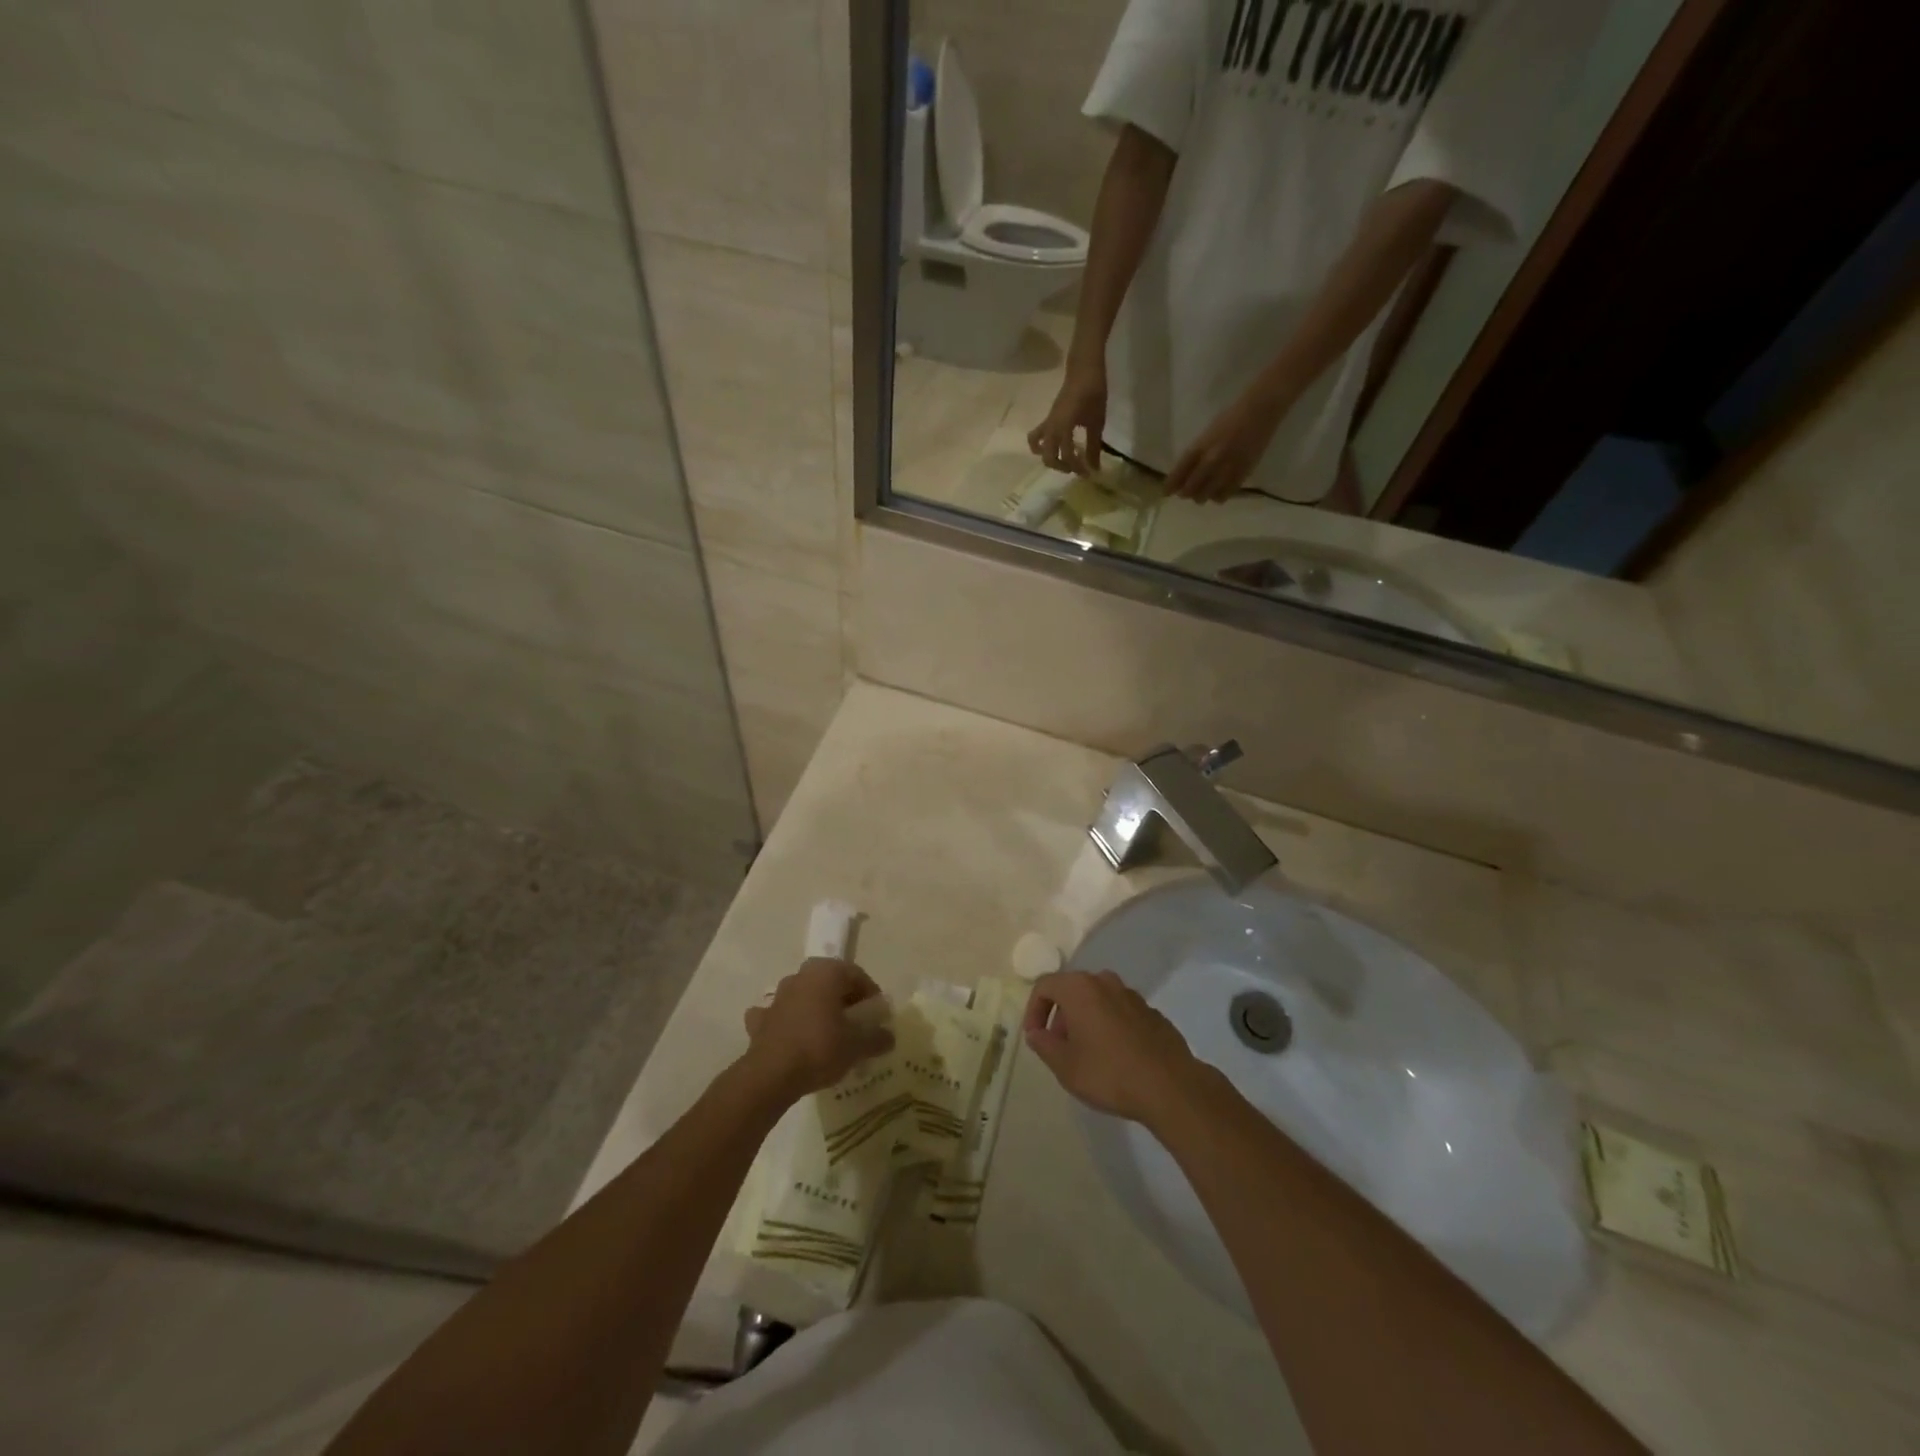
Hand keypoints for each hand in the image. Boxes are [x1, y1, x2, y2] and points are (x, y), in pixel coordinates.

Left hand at [741, 959, 893, 1101]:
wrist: (771, 1075)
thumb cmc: (820, 1048)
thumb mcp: (858, 1045)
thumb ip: (877, 1038)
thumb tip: (889, 1037)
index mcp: (826, 972)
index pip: (857, 975)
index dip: (871, 996)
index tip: (877, 1017)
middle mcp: (801, 976)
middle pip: (830, 983)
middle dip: (844, 1000)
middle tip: (855, 1024)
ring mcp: (778, 996)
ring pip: (805, 996)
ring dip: (816, 1009)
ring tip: (828, 1034)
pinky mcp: (761, 1019)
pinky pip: (781, 1015)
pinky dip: (788, 1022)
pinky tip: (794, 1038)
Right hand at [1023, 970, 1208, 1124]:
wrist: (1170, 1086)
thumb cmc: (1109, 1073)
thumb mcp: (1065, 1066)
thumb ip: (1043, 1045)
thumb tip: (1037, 1033)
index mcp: (1080, 988)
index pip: (1045, 986)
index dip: (1034, 1010)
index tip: (1036, 1038)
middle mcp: (1106, 982)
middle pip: (1072, 990)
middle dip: (1060, 1016)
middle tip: (1059, 1047)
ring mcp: (1132, 996)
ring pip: (1098, 1000)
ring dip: (1085, 1020)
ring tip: (1087, 1054)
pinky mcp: (1152, 1013)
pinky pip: (1120, 1012)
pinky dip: (1110, 1026)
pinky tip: (1116, 1057)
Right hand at [1028, 361, 1107, 475]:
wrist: (1084, 369)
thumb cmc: (1093, 392)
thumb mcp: (1097, 422)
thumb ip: (1094, 446)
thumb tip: (1094, 467)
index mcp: (1064, 428)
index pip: (1067, 456)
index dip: (1078, 468)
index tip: (1090, 474)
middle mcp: (1051, 428)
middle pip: (1048, 456)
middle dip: (1061, 466)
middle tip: (1076, 468)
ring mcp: (1048, 422)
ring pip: (1037, 445)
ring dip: (1047, 456)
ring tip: (1061, 459)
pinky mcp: (1049, 418)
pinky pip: (1039, 435)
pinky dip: (1045, 445)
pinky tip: (1060, 445)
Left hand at [1165, 390, 1284, 502]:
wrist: (1259, 412)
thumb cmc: (1230, 419)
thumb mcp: (1207, 435)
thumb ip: (1196, 454)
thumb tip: (1184, 475)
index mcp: (1200, 447)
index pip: (1179, 472)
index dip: (1170, 485)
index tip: (1166, 492)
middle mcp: (1211, 460)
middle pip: (1190, 488)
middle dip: (1186, 493)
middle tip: (1186, 493)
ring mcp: (1226, 468)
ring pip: (1206, 495)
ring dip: (1202, 496)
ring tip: (1203, 492)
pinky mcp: (1242, 474)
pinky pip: (1224, 495)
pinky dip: (1218, 496)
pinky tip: (1218, 491)